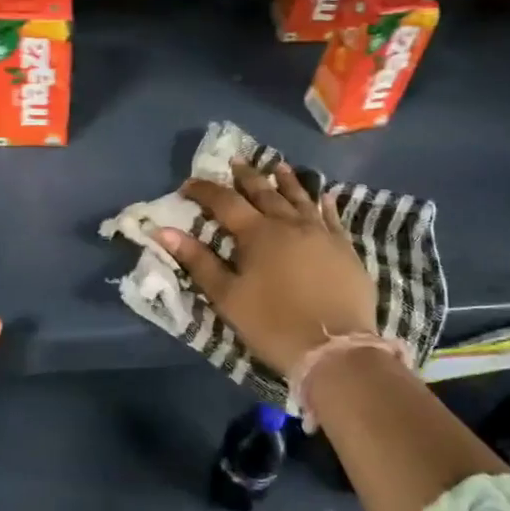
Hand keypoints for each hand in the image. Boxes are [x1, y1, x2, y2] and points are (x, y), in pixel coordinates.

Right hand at [154, 160, 376, 378]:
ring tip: (278, 166)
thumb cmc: (273, 324)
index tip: (188, 185)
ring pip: (301, 198)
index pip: (225, 202)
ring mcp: (322, 234)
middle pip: (265, 193)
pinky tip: (324, 195)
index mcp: (258, 234)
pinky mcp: (345, 249)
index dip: (205, 191)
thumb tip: (164, 232)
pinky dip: (325, 203)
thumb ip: (198, 261)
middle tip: (236, 162)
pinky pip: (332, 217)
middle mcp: (290, 224)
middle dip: (247, 177)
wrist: (334, 349)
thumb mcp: (227, 297)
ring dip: (287, 181)